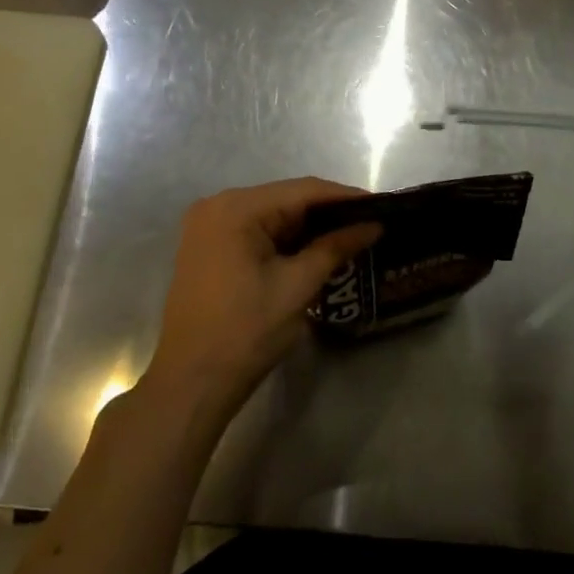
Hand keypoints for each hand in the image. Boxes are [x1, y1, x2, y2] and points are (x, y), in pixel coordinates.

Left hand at [141, 179, 380, 424]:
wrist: (192, 383)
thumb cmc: (246, 332)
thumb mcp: (297, 287)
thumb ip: (335, 247)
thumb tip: (374, 225)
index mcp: (235, 209)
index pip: (302, 191)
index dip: (345, 197)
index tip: (382, 205)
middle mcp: (216, 206)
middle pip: (285, 199)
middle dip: (328, 212)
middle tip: (370, 222)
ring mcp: (207, 227)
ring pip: (271, 215)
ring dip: (308, 226)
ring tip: (352, 234)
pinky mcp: (207, 248)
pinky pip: (255, 232)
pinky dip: (285, 239)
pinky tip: (316, 248)